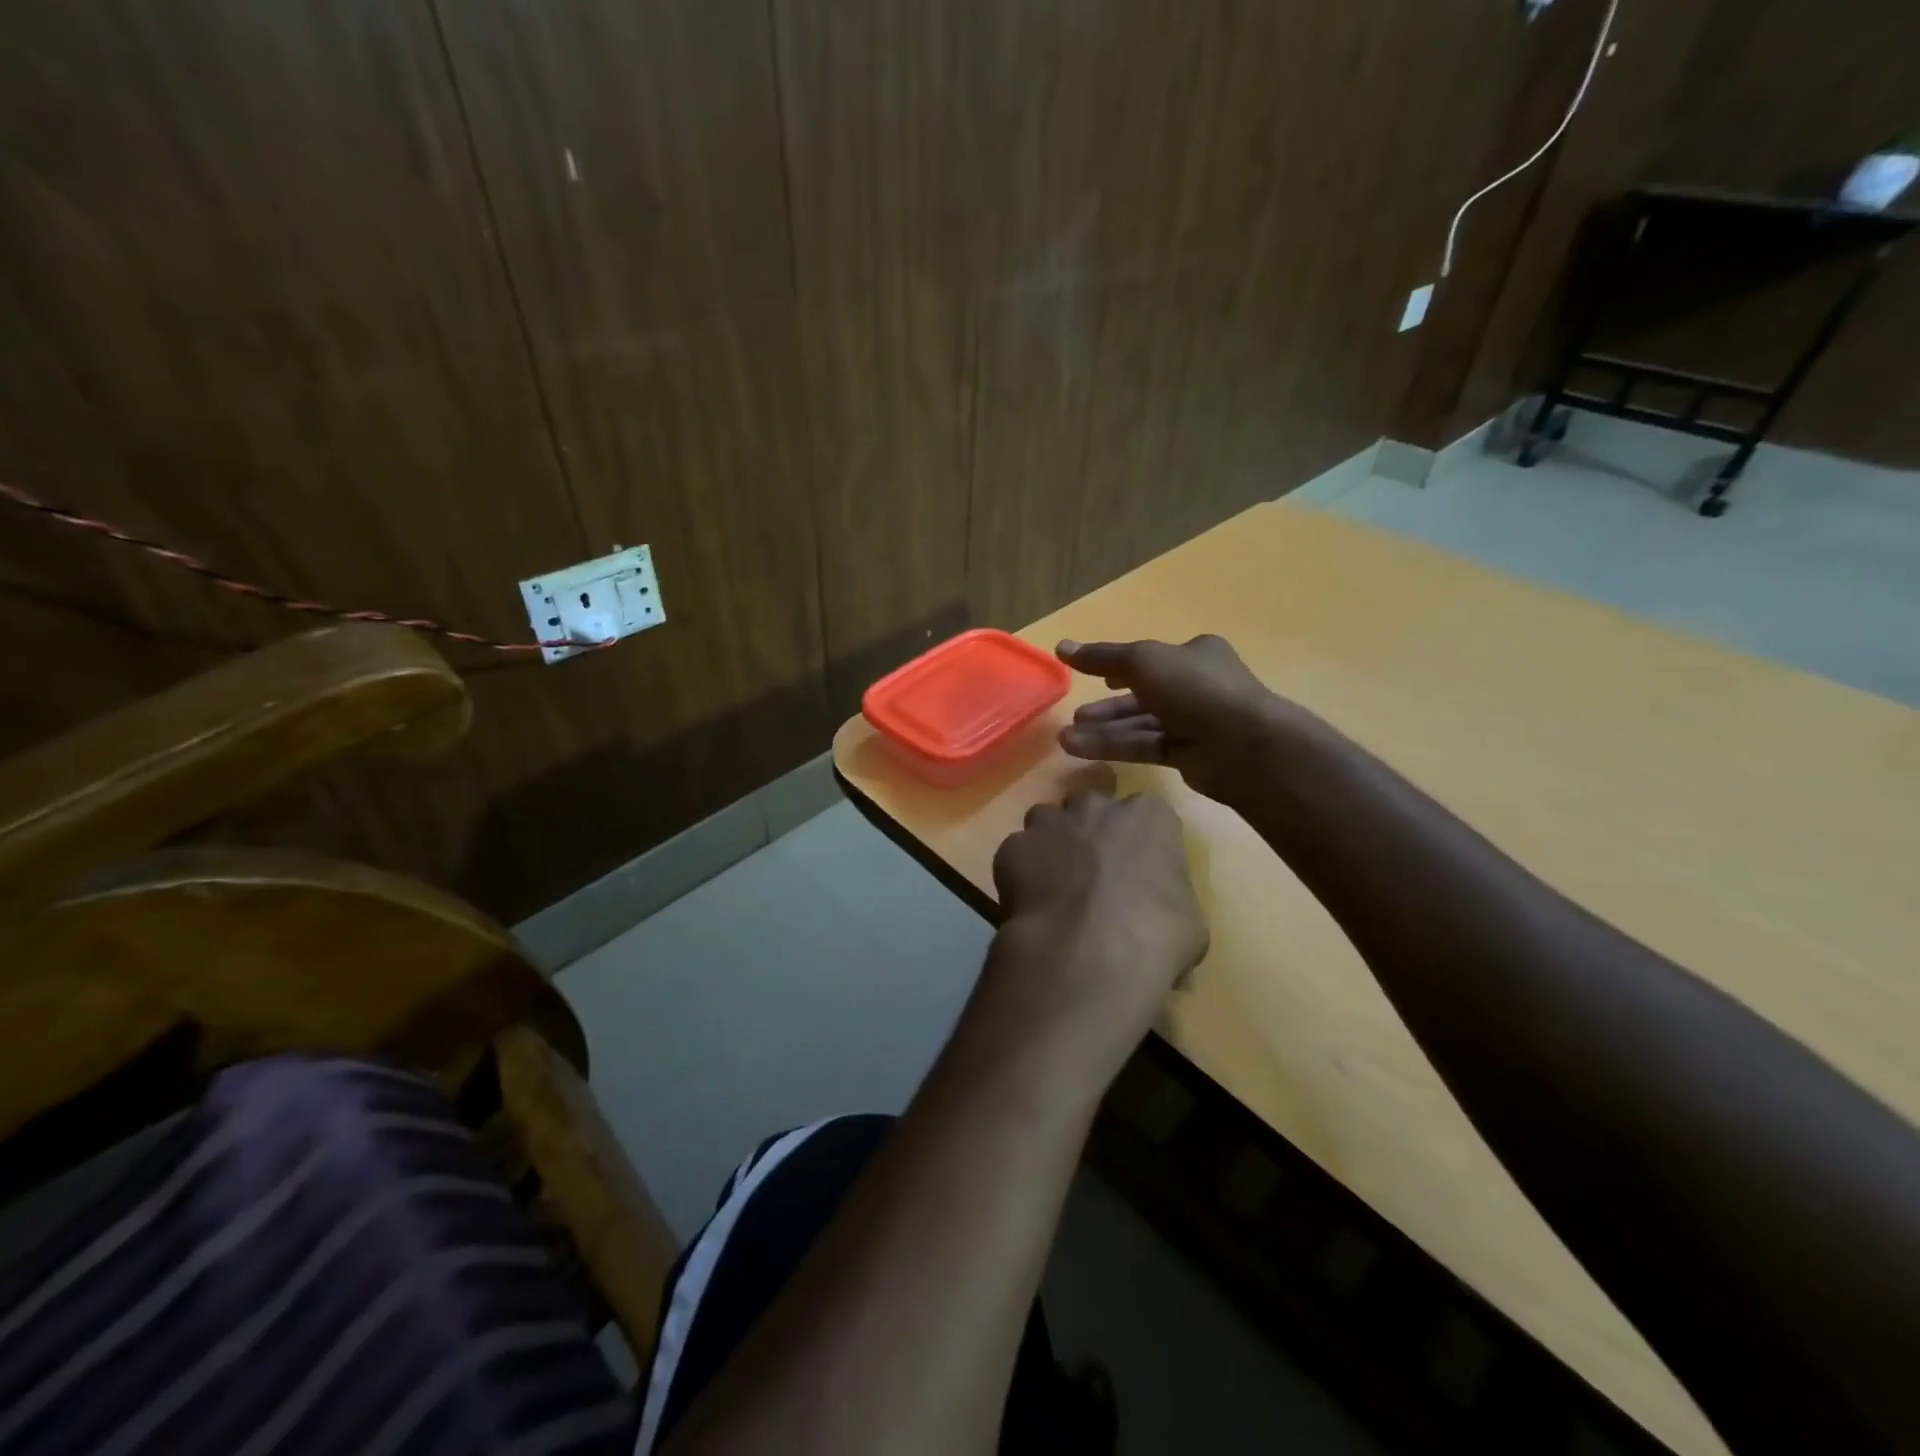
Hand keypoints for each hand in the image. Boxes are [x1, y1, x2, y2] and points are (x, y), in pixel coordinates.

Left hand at [985, 790, 1207, 1082]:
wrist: (1089, 954)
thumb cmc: (1156, 937)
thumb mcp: (1189, 921)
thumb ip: (1171, 899)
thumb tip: (1161, 918)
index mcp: (1150, 816)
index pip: (1146, 815)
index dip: (1138, 842)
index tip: (1136, 869)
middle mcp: (1097, 806)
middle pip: (1091, 807)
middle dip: (1090, 831)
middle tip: (1092, 871)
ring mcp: (1050, 822)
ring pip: (1047, 820)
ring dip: (1052, 843)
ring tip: (1055, 883)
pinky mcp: (1012, 847)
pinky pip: (1017, 852)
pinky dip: (1021, 871)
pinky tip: (1029, 902)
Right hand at [1056, 636, 1277, 801]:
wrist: (1243, 746)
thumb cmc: (1195, 690)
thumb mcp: (1142, 662)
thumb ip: (1101, 657)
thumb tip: (1061, 646)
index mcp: (1196, 655)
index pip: (1153, 659)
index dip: (1121, 666)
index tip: (1092, 675)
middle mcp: (1197, 686)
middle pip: (1143, 694)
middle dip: (1107, 705)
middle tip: (1075, 714)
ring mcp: (1194, 723)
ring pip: (1140, 724)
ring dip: (1104, 729)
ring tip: (1066, 738)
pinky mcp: (1188, 755)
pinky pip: (1143, 746)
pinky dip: (1113, 746)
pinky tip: (1079, 749)